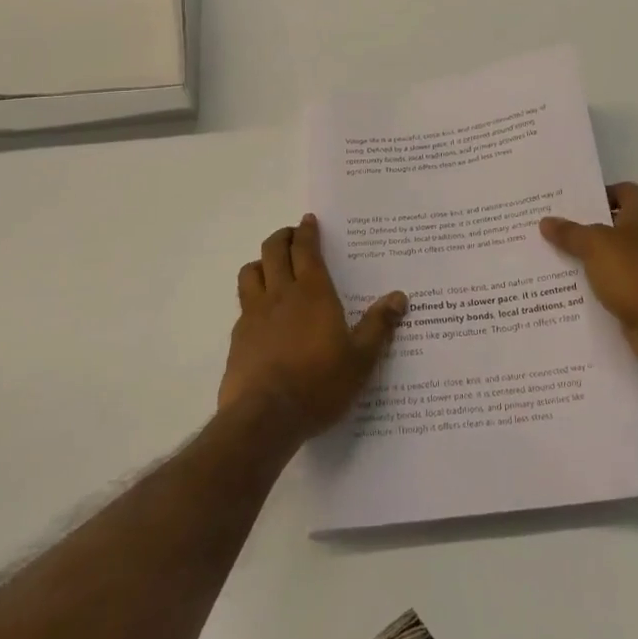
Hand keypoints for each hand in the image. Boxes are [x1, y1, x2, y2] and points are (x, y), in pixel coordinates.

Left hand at [219, 215, 407, 439]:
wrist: (264, 418)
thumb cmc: (319, 383)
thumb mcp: (360, 359)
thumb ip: (379, 326)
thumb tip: (400, 297)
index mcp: (313, 292)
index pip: (306, 249)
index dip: (307, 231)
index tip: (308, 220)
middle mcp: (280, 294)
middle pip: (273, 251)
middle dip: (283, 237)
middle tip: (292, 236)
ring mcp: (254, 315)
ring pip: (250, 272)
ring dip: (261, 262)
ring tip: (272, 268)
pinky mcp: (238, 338)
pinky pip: (243, 304)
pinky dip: (252, 297)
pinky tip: (261, 313)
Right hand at [540, 182, 637, 366]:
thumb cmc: (632, 271)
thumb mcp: (594, 245)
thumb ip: (569, 232)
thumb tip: (546, 221)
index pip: (621, 190)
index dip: (596, 194)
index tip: (568, 202)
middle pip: (613, 222)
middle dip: (584, 225)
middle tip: (552, 226)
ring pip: (611, 253)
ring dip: (587, 256)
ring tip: (552, 254)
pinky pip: (613, 279)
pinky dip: (595, 281)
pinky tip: (568, 284)